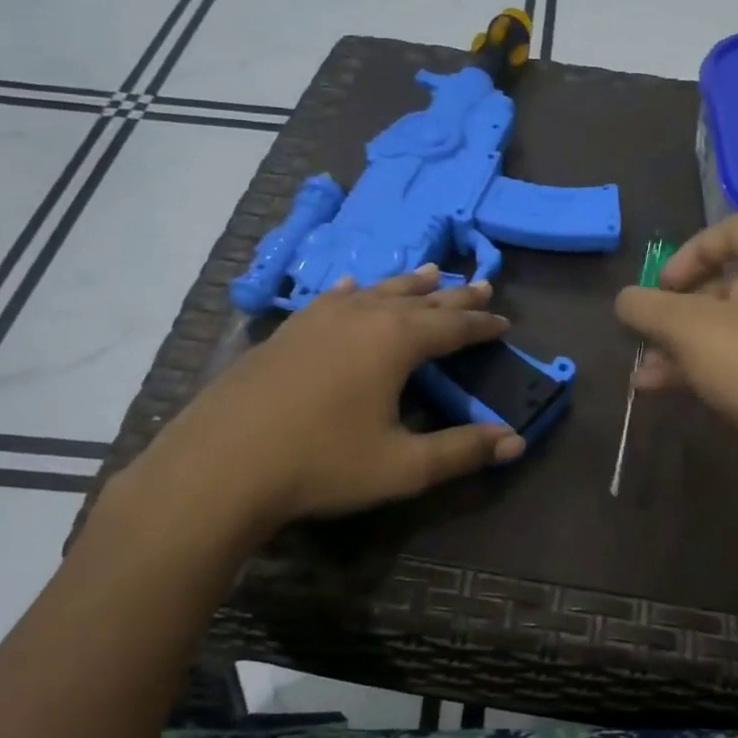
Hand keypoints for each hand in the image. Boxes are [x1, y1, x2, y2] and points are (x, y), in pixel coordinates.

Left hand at [116, 266, 525, 542]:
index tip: (504, 321)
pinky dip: (354, 291)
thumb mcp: (402, 466)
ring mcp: (319, 318)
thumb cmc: (321, 464)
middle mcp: (362, 316)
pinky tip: (352, 286)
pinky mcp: (288, 330)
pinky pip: (333, 298)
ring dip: (408, 284)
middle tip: (481, 285)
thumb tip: (516, 443)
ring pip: (376, 291)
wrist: (221, 465)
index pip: (452, 325)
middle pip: (419, 299)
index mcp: (395, 341)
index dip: (481, 325)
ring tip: (430, 271)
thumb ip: (462, 451)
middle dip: (453, 295)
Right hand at [615, 213, 737, 516]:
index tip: (661, 288)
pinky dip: (713, 359)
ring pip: (737, 320)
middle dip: (679, 309)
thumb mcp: (684, 328)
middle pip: (731, 278)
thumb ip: (645, 306)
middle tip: (651, 331)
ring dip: (687, 341)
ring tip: (646, 370)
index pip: (733, 228)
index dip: (687, 253)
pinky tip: (665, 387)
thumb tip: (626, 301)